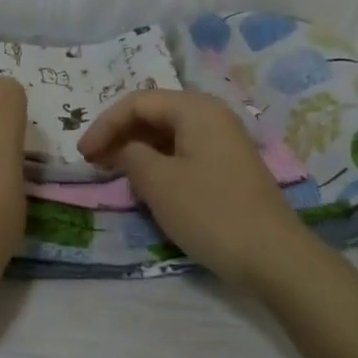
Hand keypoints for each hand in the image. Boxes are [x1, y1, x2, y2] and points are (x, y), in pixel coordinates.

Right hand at [78, 90, 316, 290]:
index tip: (82, 155)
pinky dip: (159, 161)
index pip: (137, 102)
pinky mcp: (227, 165)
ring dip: (138, 148)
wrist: (274, 256)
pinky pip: (184, 151)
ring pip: (168, 133)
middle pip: (154, 112)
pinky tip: (145, 182)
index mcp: (195, 108)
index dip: (105, 124)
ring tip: (113, 171)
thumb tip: (122, 149)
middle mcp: (211, 114)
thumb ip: (131, 156)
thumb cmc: (211, 213)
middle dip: (120, 133)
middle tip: (93, 161)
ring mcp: (223, 140)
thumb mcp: (159, 183)